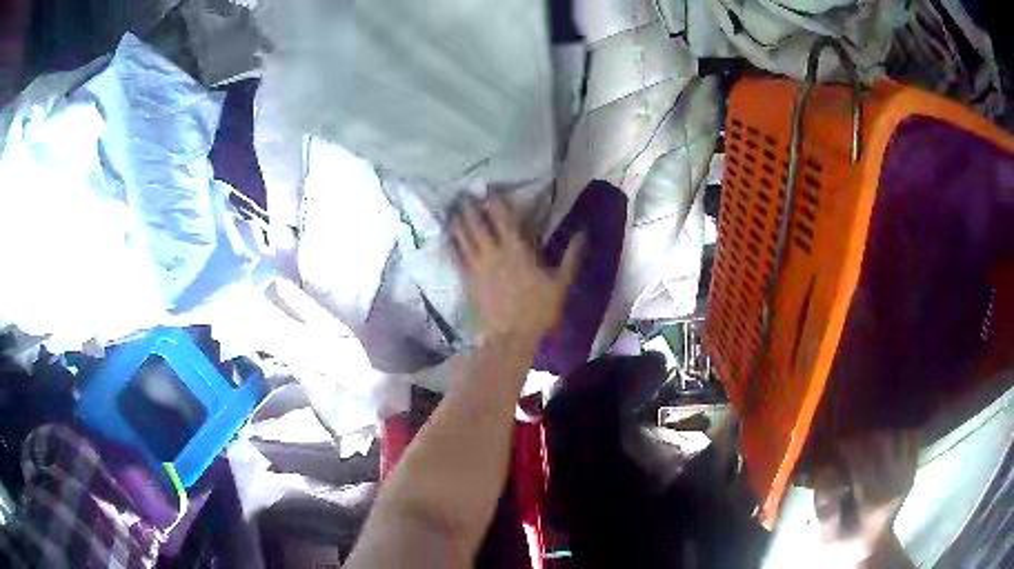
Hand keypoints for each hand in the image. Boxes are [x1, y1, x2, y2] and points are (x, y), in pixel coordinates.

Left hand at [451, 198, 583, 345]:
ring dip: (458, 223)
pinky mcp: (468, 281)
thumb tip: (583, 233)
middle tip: (464, 196)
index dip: (494, 202)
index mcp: (516, 250)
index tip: (488, 189)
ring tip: (452, 211)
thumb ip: (572, 257)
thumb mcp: (561, 283)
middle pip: (476, 224)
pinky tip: (448, 238)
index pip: (503, 218)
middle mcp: (492, 253)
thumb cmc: (538, 310)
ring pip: (463, 238)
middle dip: (469, 208)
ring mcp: (477, 267)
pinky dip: (452, 245)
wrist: (511, 337)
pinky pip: (456, 258)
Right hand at [812, 431, 917, 566]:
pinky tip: (885, 435)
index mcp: (872, 502)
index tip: (833, 444)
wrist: (873, 545)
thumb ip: (826, 509)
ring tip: (865, 436)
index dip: (846, 446)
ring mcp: (907, 472)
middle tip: (847, 438)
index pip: (861, 461)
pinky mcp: (913, 466)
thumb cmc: (847, 539)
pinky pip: (910, 436)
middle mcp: (894, 483)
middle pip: (881, 442)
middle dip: (861, 435)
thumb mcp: (829, 535)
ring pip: (896, 434)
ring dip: (879, 430)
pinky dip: (898, 430)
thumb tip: (825, 473)